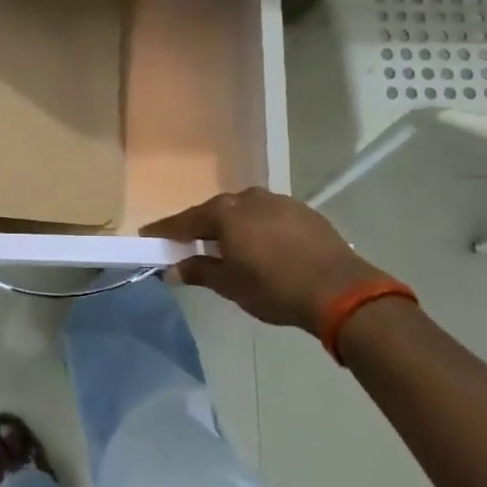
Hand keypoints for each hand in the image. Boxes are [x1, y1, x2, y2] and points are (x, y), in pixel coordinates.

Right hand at [142, 186, 394, 336]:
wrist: (340, 289)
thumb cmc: (274, 288)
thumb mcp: (230, 285)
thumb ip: (199, 272)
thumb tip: (172, 270)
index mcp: (225, 213)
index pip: (184, 221)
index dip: (165, 231)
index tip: (147, 235)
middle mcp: (248, 197)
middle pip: (215, 212)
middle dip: (200, 228)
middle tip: (188, 245)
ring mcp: (278, 201)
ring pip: (244, 211)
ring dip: (232, 227)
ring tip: (229, 248)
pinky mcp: (303, 211)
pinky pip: (268, 216)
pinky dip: (258, 228)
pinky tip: (264, 247)